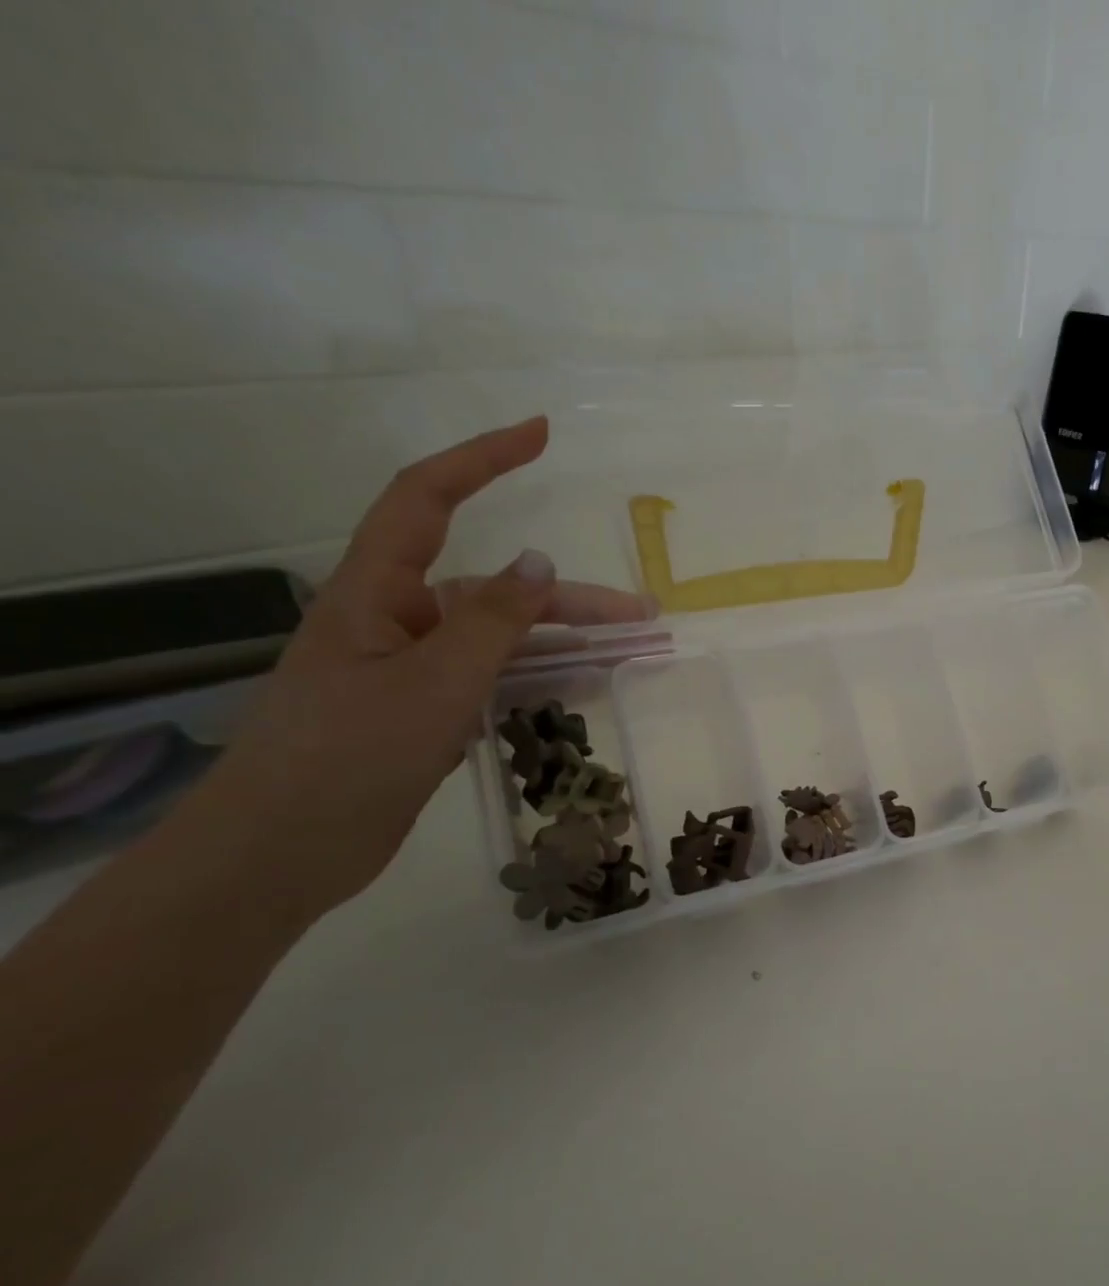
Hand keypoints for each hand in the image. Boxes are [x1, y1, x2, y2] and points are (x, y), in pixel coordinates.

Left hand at [181, 416, 654, 923]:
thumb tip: (540, 562)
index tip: (540, 435)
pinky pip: (495, 678)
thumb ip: (493, 621)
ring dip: (566, 642)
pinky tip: (584, 687)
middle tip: (643, 613)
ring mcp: (413, 668)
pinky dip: (540, 677)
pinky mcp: (426, 711)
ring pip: (502, 639)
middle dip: (570, 597)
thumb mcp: (435, 681)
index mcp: (376, 593)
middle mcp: (396, 619)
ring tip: (632, 653)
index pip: (427, 500)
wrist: (286, 850)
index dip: (482, 460)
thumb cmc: (351, 753)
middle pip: (494, 589)